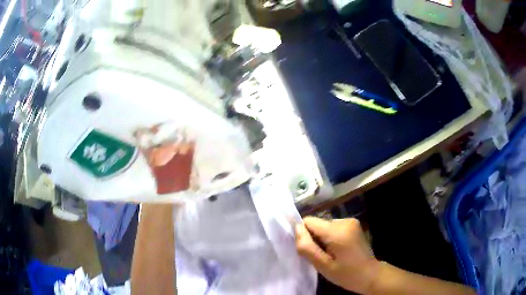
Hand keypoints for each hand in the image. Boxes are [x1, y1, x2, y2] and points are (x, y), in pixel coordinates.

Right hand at [295, 217, 379, 293]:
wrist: (369, 274)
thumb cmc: (345, 273)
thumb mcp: (322, 265)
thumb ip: (307, 247)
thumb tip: (297, 228)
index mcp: (337, 231)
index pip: (309, 221)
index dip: (305, 235)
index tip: (310, 250)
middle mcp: (344, 221)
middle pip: (318, 223)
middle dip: (315, 238)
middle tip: (322, 256)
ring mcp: (351, 221)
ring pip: (325, 225)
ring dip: (324, 238)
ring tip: (331, 254)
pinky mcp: (354, 224)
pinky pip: (334, 227)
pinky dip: (332, 237)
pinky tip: (339, 250)